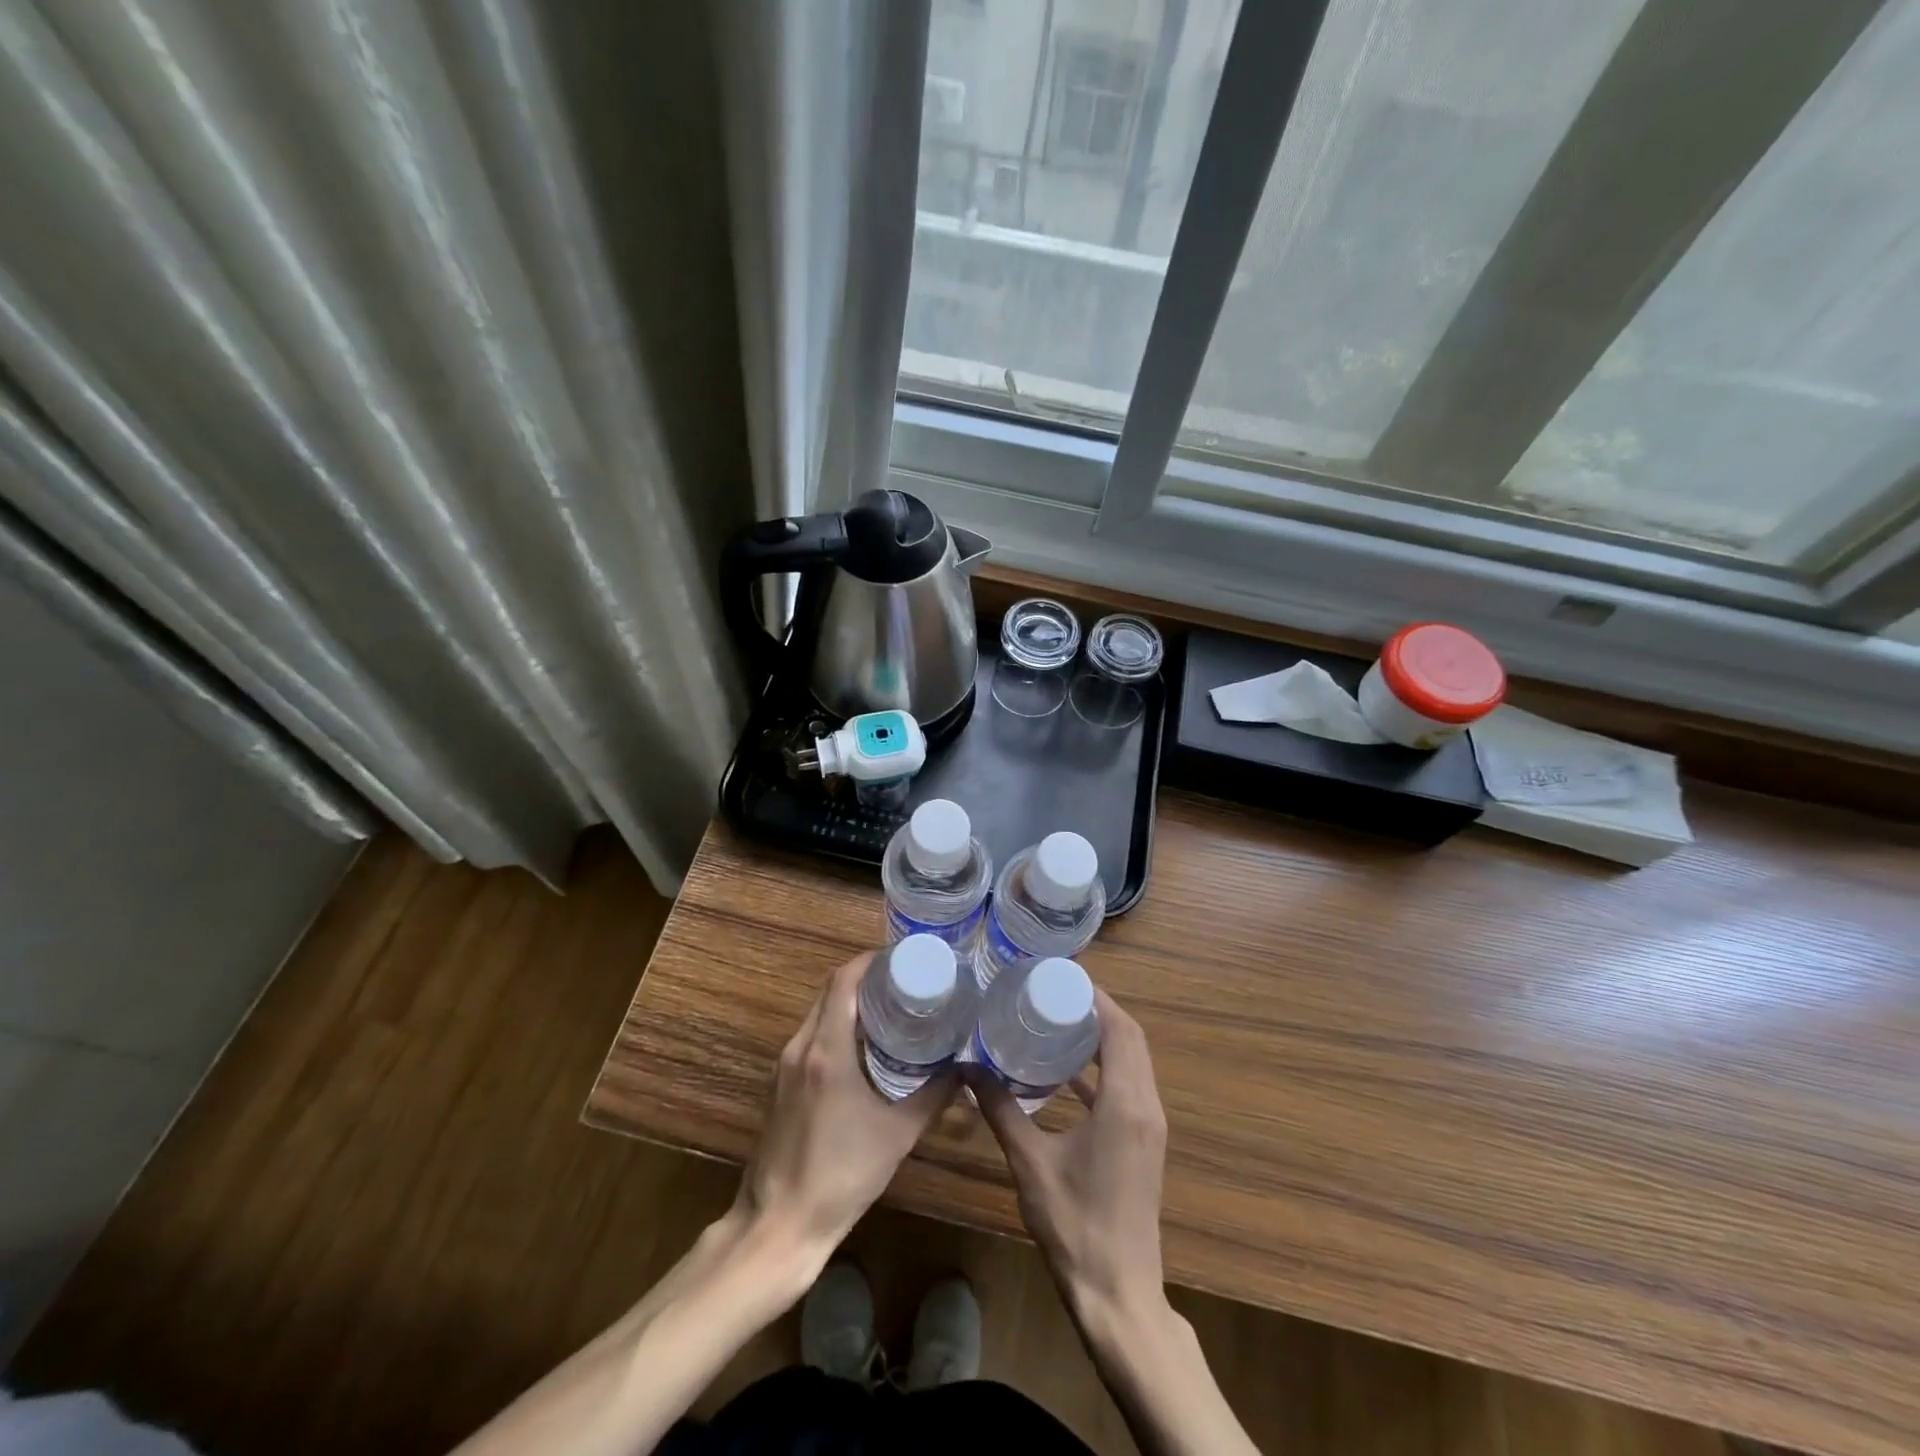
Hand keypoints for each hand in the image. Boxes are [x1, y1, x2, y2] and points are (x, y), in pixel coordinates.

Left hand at [735, 952, 955, 1266]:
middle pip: (830, 991)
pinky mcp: (779, 1085)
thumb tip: (966, 1071)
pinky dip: (836, 1026)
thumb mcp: (897, 1135)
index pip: (843, 981)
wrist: (779, 1225)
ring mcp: (784, 1066)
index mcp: (826, 1050)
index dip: (871, 961)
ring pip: (818, 1013)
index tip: (903, 958)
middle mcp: (800, 1047)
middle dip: (865, 978)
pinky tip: (863, 1046)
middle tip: (905, 980)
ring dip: (849, 1002)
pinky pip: (810, 1037)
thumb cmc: (841, 1176)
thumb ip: (934, 1097)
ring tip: (890, 1007)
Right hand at [972, 989, 1169, 1326]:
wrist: (1119, 1296)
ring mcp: (1148, 1126)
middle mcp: (1145, 1106)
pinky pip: (1127, 1087)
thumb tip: (967, 1070)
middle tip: (1053, 992)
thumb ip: (1001, 1111)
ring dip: (1102, 1037)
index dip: (1097, 997)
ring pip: (1132, 1062)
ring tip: (1057, 1018)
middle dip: (1097, 1009)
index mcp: (1125, 1103)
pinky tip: (1064, 1072)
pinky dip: (1102, 1069)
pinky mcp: (1142, 1143)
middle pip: (1131, 1039)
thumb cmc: (1075, 1225)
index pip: (1121, 1029)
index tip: (1062, 977)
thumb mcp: (1030, 1163)